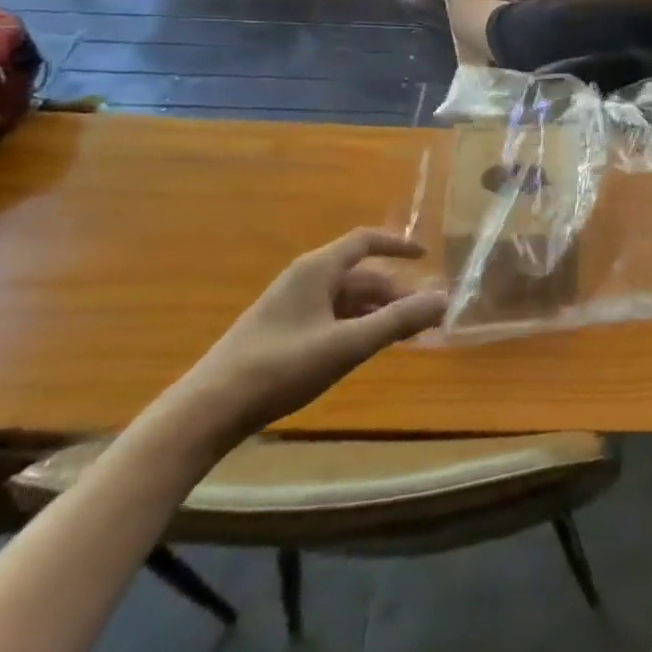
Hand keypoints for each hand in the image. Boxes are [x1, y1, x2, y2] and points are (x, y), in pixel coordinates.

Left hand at [173, 229, 444, 443]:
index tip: (427, 256)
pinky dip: (356, 326)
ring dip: (377, 311)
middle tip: (425, 314)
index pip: (365, 241)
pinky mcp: (281, 333)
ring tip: (404, 334)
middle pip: (360, 274)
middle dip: (395, 291)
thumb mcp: (347, 344)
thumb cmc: (280, 367)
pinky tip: (366, 348)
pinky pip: (330, 317)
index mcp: (318, 269)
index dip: (398, 245)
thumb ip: (397, 321)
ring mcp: (291, 306)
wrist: (207, 410)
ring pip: (346, 299)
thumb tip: (443, 299)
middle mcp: (305, 279)